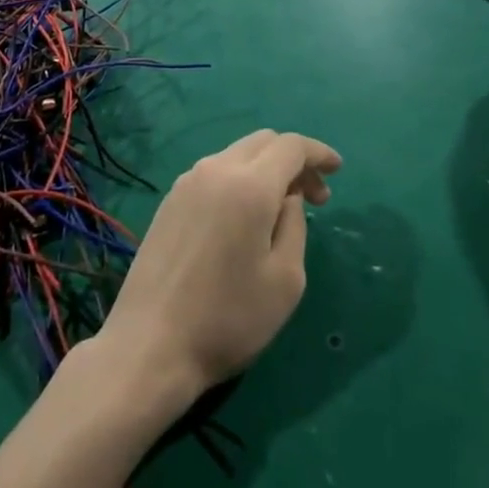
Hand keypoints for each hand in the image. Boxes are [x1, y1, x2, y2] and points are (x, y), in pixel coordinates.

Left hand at [95, 131, 340, 400]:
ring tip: (281, 210)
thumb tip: (288, 196)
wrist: (150, 344)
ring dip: (265, 170)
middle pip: (262, 142)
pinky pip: (214, 173)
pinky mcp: (170, 200)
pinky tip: (244, 217)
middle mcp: (215, 170)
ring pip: (236, 155)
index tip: (337, 170)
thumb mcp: (285, 280)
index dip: (318, 153)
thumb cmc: (229, 318)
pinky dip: (239, 180)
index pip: (290, 147)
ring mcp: (187, 182)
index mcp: (248, 185)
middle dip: (294, 160)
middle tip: (314, 197)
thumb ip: (295, 225)